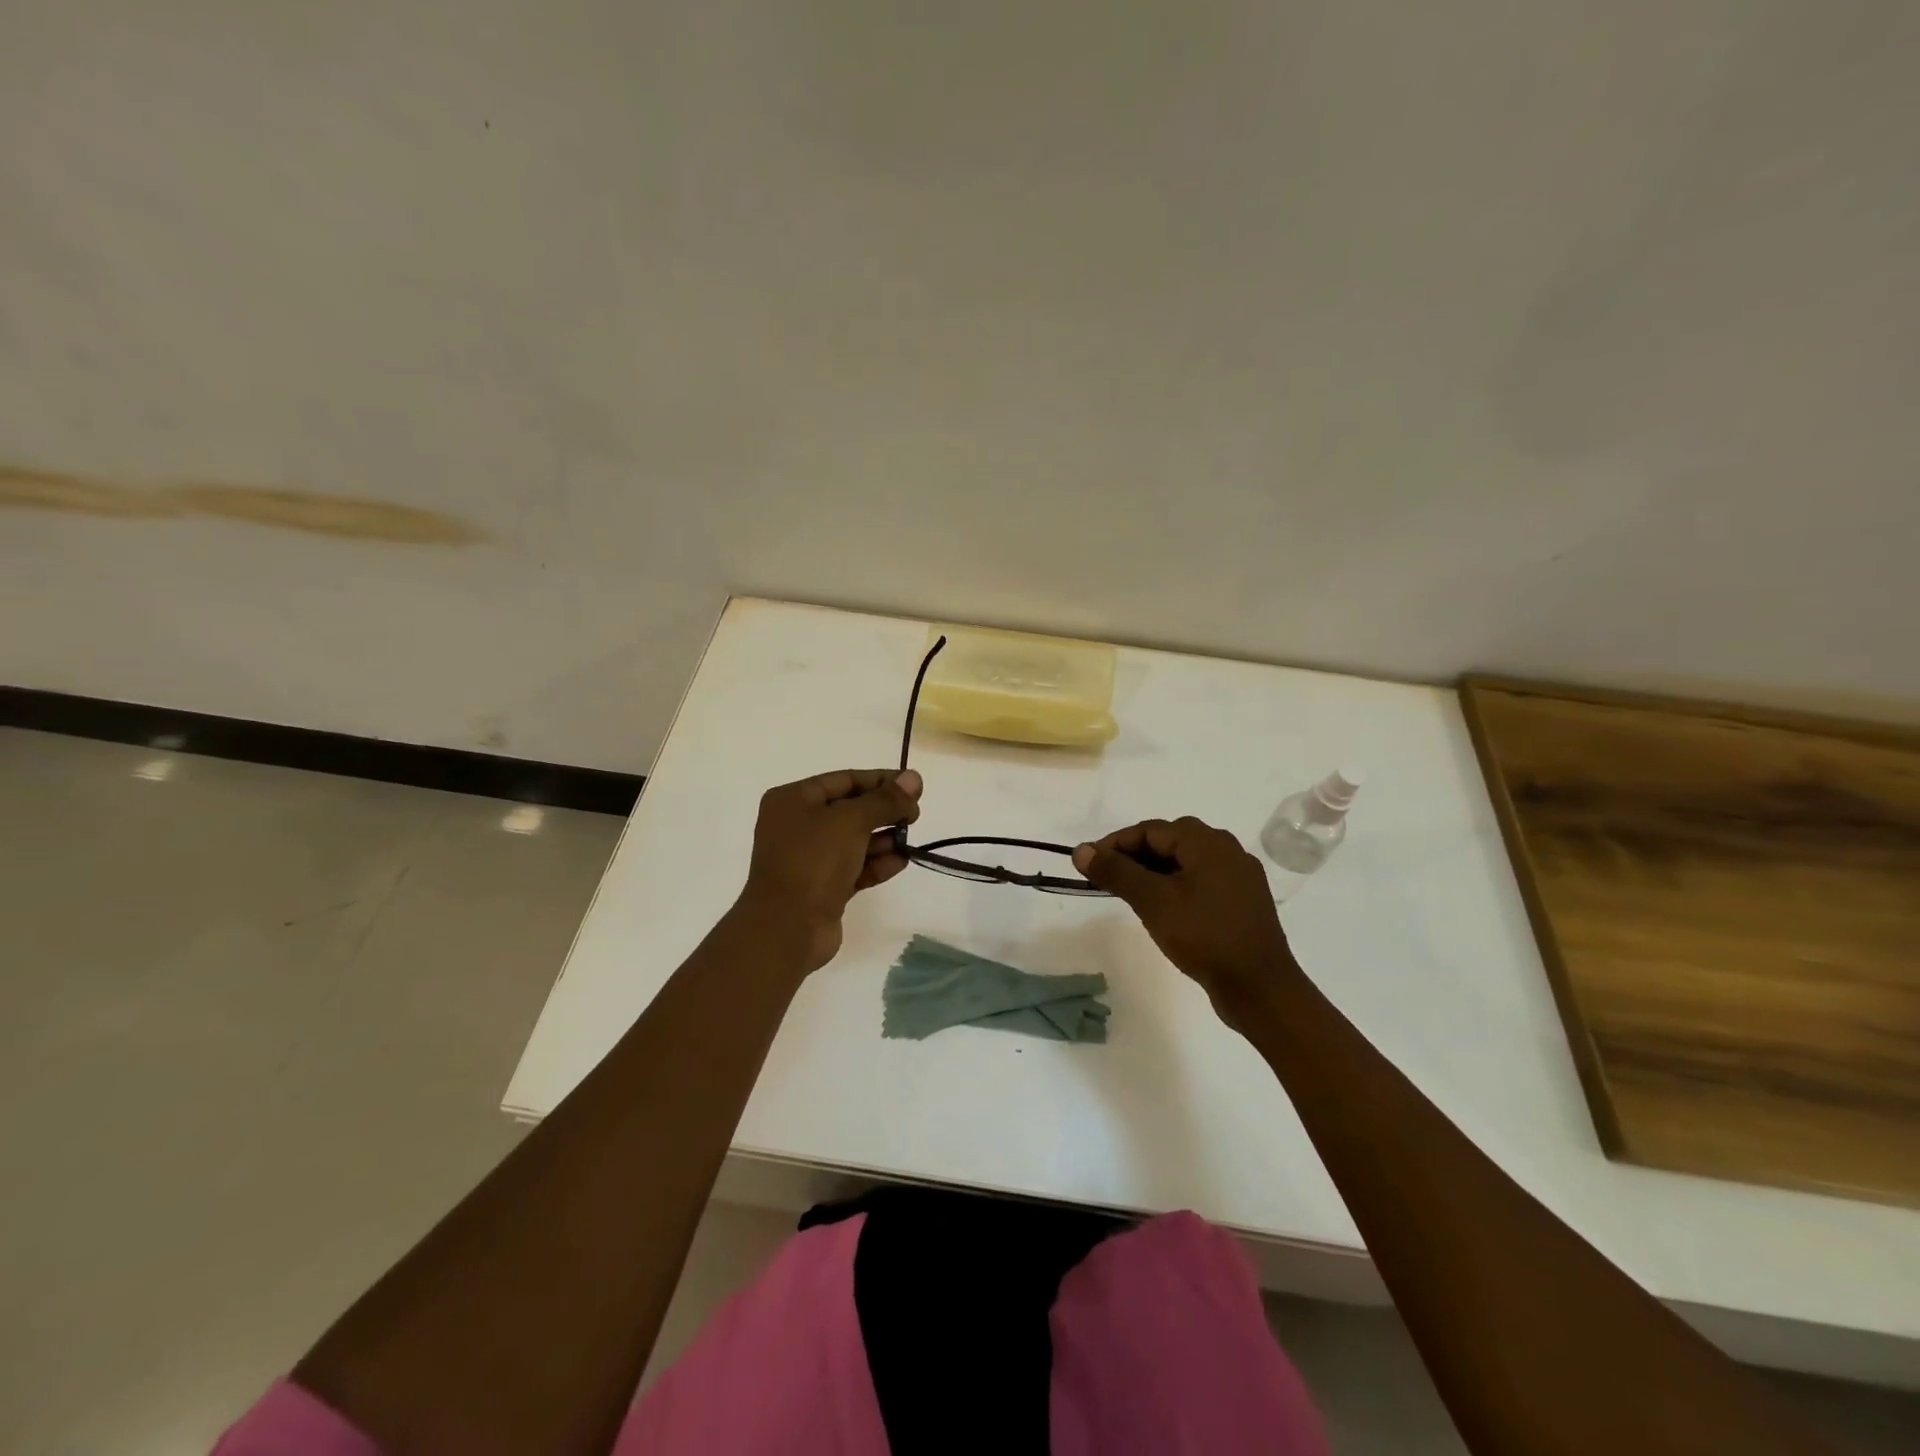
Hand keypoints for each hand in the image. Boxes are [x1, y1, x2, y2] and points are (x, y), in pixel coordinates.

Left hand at [735, 768, 922, 972]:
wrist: (787, 929)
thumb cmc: (813, 862)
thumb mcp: (851, 821)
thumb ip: (885, 800)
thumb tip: (914, 778)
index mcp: (793, 800)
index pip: (845, 780)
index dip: (881, 781)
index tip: (915, 786)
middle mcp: (797, 825)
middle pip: (851, 809)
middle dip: (884, 811)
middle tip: (915, 816)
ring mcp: (809, 858)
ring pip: (855, 840)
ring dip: (884, 839)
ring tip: (908, 841)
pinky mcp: (822, 887)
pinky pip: (855, 867)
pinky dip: (877, 863)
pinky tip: (901, 862)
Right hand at [1073, 817, 1298, 1026]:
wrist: (1260, 988)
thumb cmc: (1204, 936)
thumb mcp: (1153, 901)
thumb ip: (1116, 872)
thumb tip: (1081, 851)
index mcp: (1207, 842)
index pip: (1150, 830)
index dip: (1115, 843)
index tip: (1089, 864)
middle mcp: (1227, 850)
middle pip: (1170, 841)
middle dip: (1134, 855)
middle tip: (1108, 879)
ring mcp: (1239, 876)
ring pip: (1186, 862)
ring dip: (1154, 871)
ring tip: (1130, 894)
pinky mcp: (1243, 901)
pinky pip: (1202, 880)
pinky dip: (1175, 886)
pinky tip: (1164, 909)